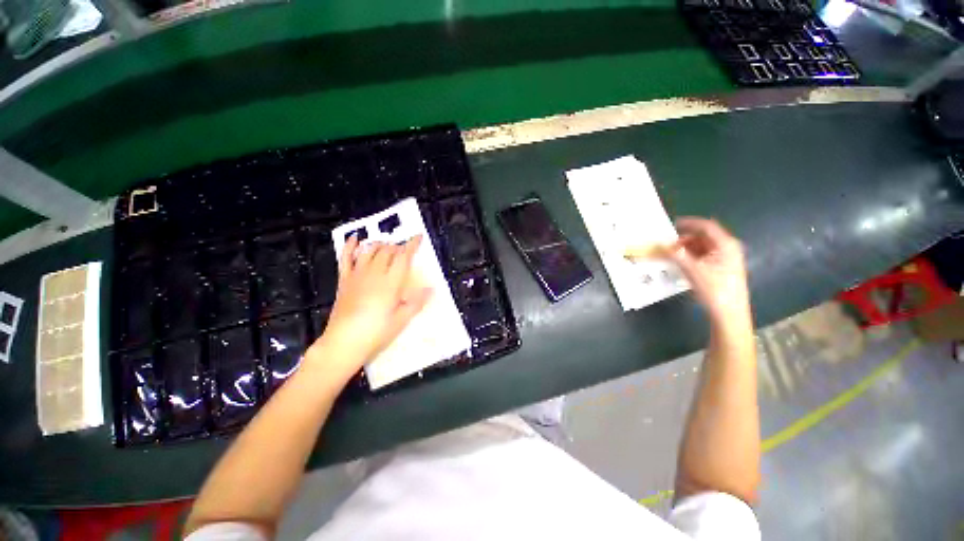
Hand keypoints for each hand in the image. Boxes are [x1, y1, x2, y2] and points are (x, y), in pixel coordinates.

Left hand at [307, 235, 431, 379]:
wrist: (344, 343)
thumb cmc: (376, 333)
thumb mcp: (401, 320)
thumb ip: (417, 302)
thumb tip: (432, 289)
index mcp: (390, 283)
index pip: (403, 257)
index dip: (412, 244)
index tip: (418, 236)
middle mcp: (374, 274)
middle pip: (387, 251)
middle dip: (398, 246)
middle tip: (405, 250)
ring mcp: (357, 275)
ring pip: (369, 250)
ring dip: (380, 244)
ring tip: (388, 246)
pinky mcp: (344, 280)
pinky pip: (345, 258)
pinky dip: (350, 246)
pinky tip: (355, 238)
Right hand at [667, 218, 750, 322]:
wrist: (729, 313)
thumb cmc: (714, 289)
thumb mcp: (692, 270)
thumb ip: (676, 255)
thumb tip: (661, 245)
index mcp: (725, 245)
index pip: (706, 226)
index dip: (689, 223)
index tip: (672, 225)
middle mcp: (728, 248)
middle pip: (704, 237)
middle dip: (684, 240)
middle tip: (668, 246)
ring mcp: (726, 259)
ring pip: (703, 247)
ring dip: (687, 249)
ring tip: (672, 256)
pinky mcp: (723, 269)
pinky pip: (704, 256)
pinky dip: (692, 257)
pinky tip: (682, 264)